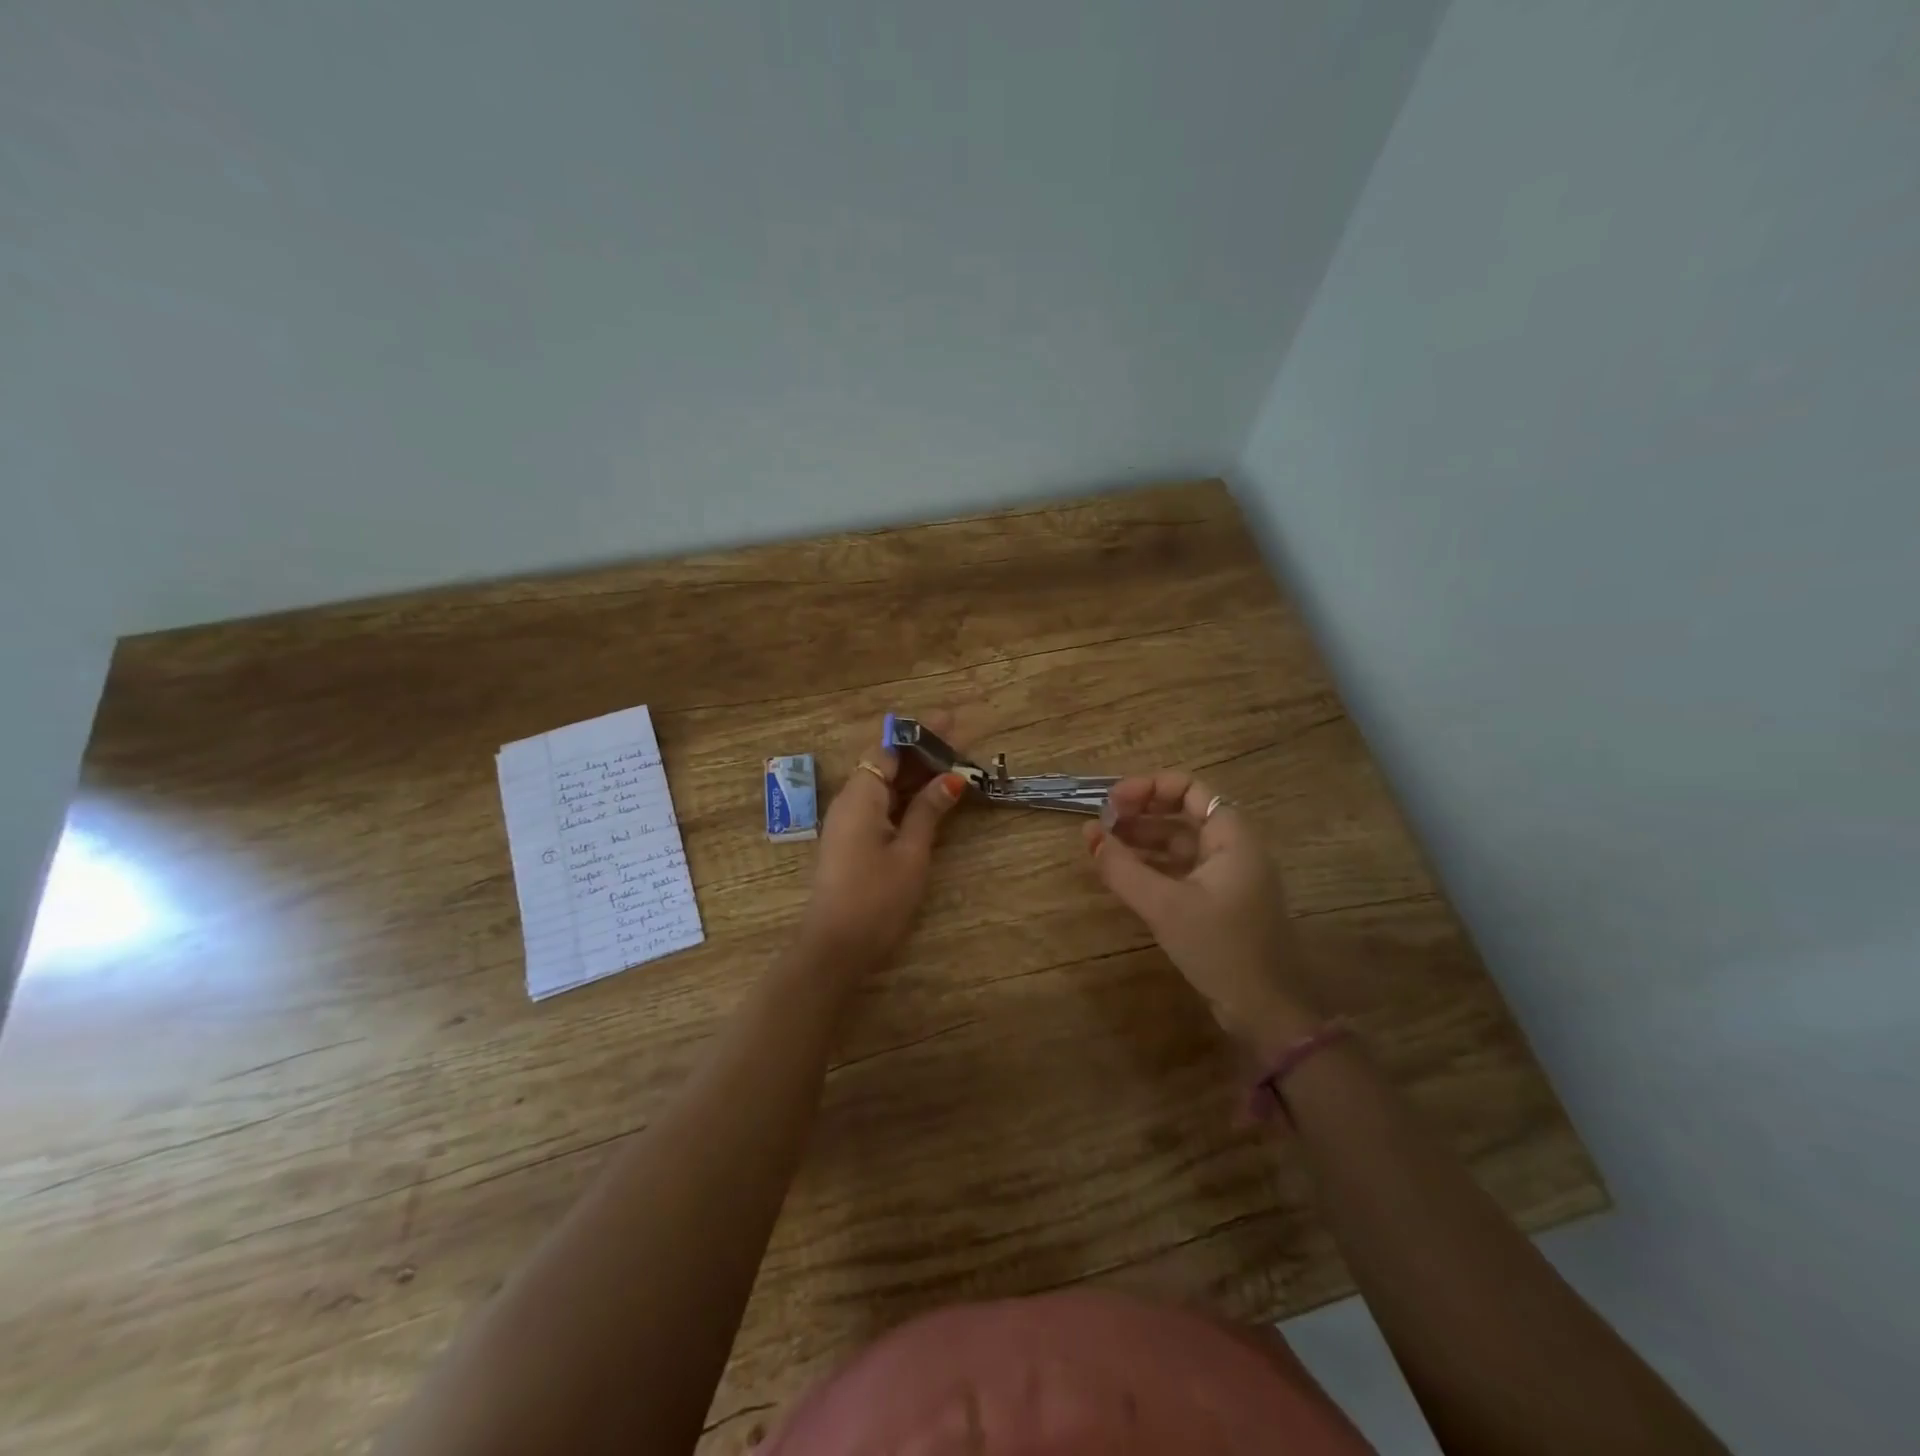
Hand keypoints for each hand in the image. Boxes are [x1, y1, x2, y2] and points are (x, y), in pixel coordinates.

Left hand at [799, 713, 967, 978]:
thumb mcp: (911, 853)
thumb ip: (929, 811)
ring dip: (917, 773)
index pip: (889, 747)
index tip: (953, 720)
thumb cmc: (876, 899)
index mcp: (861, 795)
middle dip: (923, 750)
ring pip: (884, 783)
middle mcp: (850, 800)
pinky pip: (881, 803)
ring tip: (955, 764)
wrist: (835, 947)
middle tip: (963, 743)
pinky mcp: (853, 839)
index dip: (921, 732)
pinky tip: (931, 797)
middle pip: (886, 761)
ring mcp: (849, 820)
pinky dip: (906, 795)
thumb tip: (952, 779)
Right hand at [1083, 771, 1318, 1051]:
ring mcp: (1228, 876)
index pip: (1189, 788)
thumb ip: (1122, 868)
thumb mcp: (1164, 906)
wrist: (1266, 1012)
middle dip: (1140, 812)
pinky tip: (1124, 873)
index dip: (1148, 788)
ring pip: (1181, 842)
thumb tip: (1088, 834)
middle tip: (1102, 824)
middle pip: (1183, 812)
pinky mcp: (1220, 902)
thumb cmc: (1220, 948)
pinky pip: (1182, 869)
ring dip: (1143, 839)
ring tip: (1103, 845)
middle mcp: (1233, 848)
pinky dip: (1153, 865)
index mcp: (1232, 837)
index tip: (1111, 804)